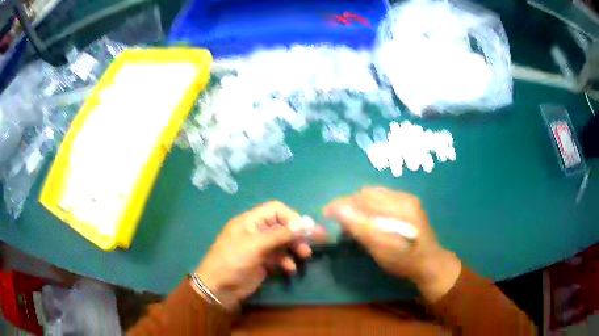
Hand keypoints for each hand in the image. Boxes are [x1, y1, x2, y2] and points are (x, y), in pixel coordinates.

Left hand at [195, 201, 325, 309]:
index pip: (275, 210)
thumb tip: (304, 224)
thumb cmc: (233, 261)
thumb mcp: (255, 246)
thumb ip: (279, 235)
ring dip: (294, 247)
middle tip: (315, 241)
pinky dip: (287, 260)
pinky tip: (290, 269)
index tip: (305, 229)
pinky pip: (279, 257)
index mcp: (250, 221)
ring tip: (304, 255)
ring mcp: (259, 247)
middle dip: (297, 233)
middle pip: (282, 226)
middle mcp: (256, 231)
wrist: (219, 288)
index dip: (291, 217)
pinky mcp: (262, 262)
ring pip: (283, 242)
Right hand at [324, 187, 461, 301]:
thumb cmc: (403, 260)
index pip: (363, 199)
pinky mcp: (408, 202)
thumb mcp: (380, 249)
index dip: (341, 204)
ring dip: (358, 202)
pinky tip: (367, 215)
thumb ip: (360, 227)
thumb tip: (338, 209)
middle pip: (367, 193)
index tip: (326, 212)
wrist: (428, 262)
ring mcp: (407, 198)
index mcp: (399, 208)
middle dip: (348, 203)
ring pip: (373, 193)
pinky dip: (369, 204)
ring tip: (351, 217)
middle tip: (337, 218)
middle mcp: (404, 197)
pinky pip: (381, 197)